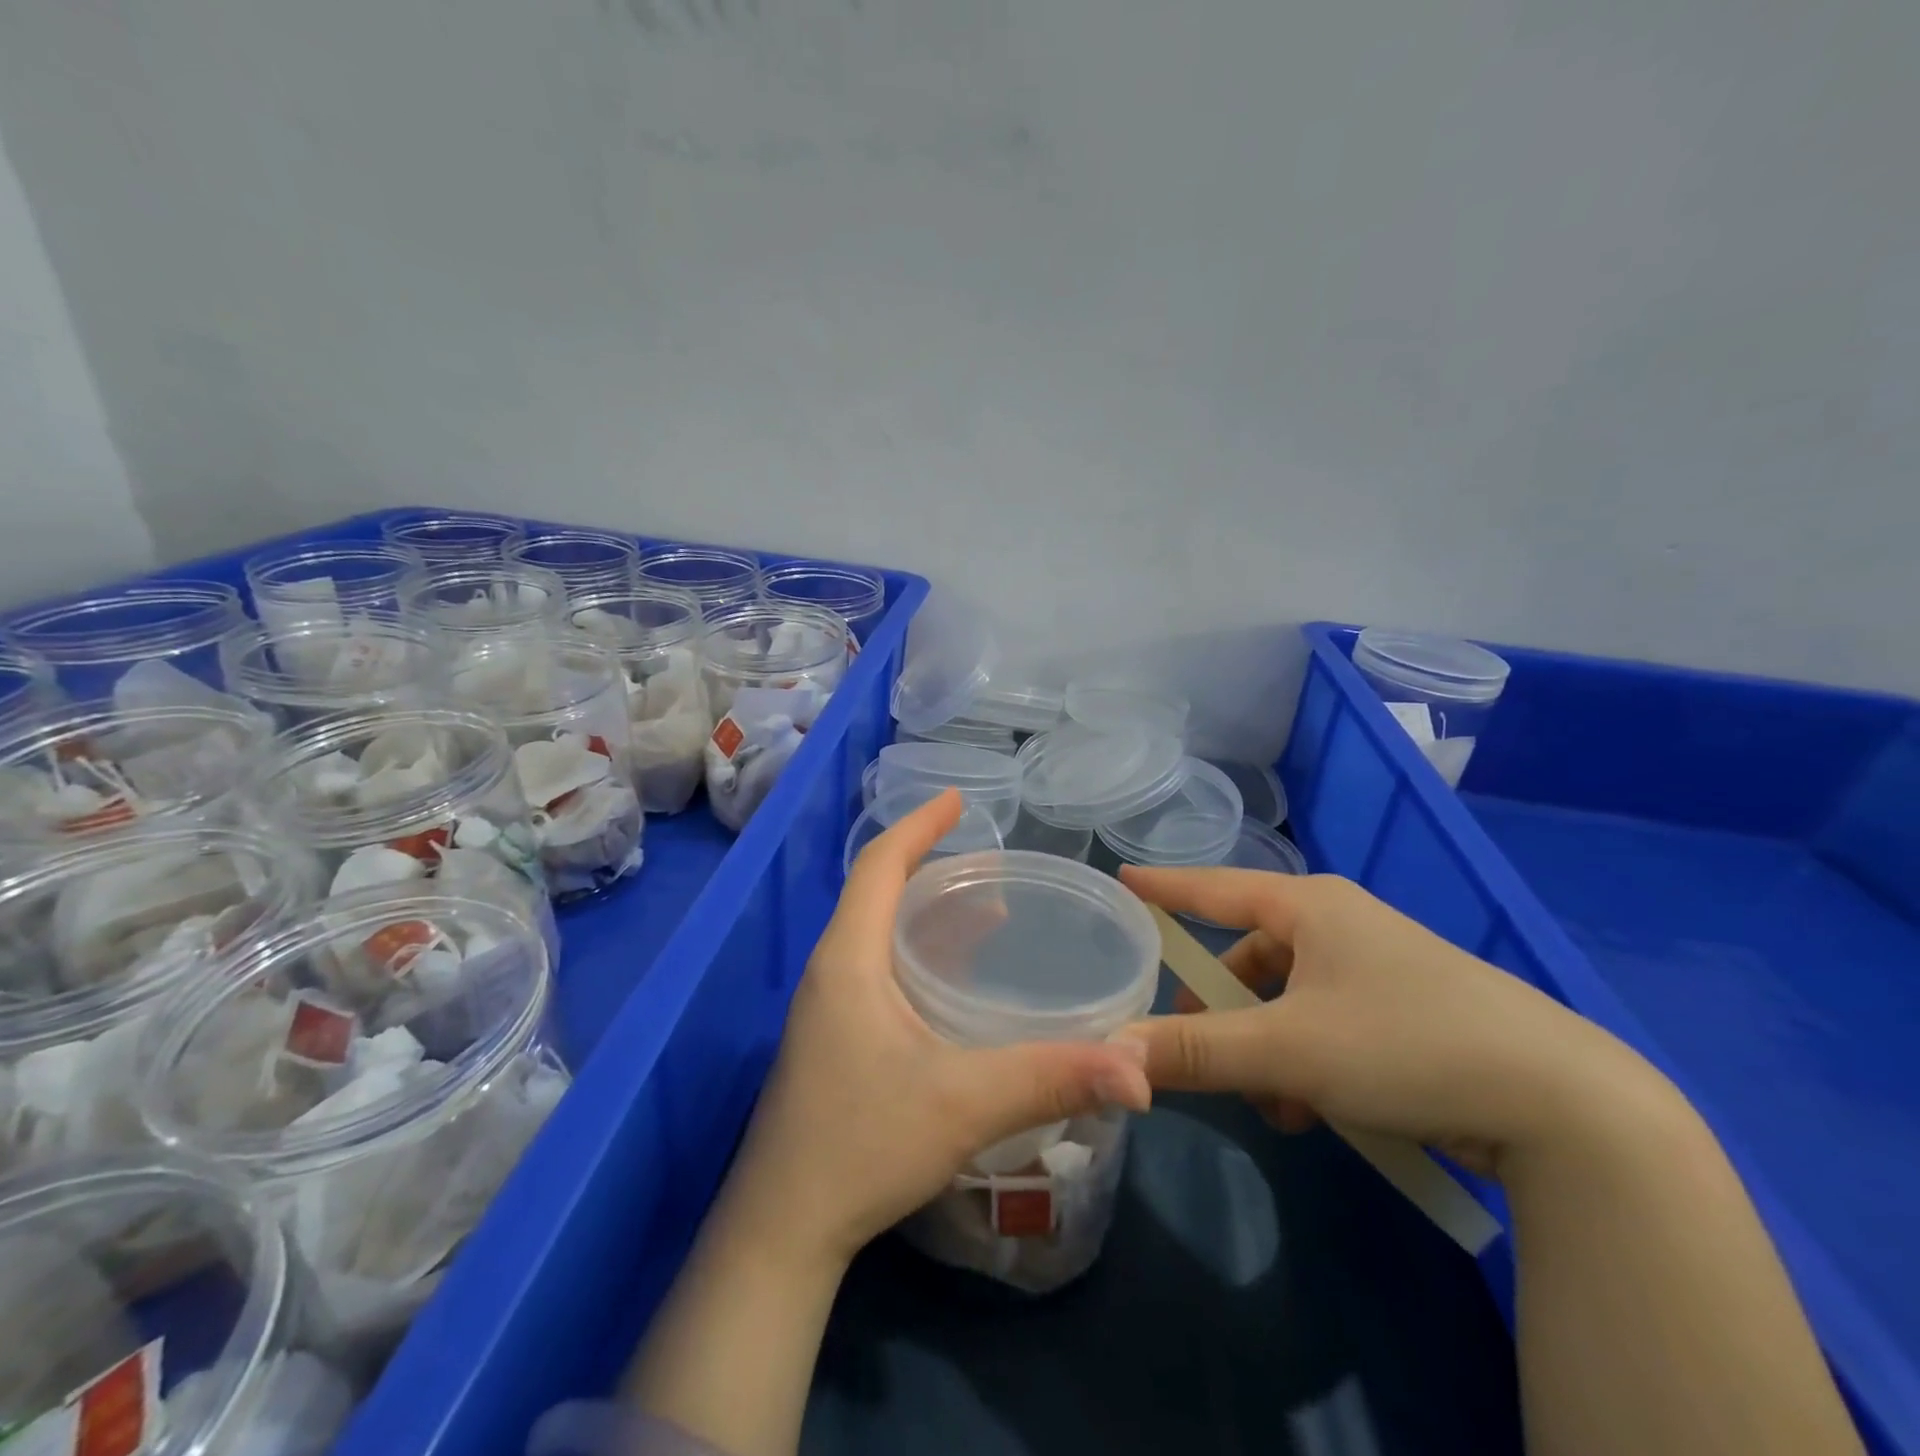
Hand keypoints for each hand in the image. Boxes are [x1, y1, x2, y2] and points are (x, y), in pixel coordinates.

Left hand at [721, 790, 1151, 1269]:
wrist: (783, 1231)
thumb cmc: (862, 1146)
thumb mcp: (964, 1104)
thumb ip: (1052, 1078)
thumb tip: (1140, 1069)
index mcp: (849, 959)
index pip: (879, 865)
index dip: (918, 826)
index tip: (959, 801)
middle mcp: (833, 972)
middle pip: (880, 894)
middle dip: (934, 868)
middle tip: (993, 863)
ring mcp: (829, 1009)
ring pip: (881, 936)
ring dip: (931, 917)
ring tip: (992, 915)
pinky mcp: (834, 1042)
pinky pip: (881, 972)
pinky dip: (922, 957)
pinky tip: (958, 987)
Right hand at [1117, 866, 1654, 1173]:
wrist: (1567, 1105)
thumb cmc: (1407, 1044)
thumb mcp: (1289, 1051)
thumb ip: (1195, 1051)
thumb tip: (1112, 1053)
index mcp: (1310, 906)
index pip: (1213, 886)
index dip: (1165, 887)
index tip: (1123, 879)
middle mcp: (1340, 923)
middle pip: (1249, 956)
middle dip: (1221, 1008)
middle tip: (1193, 1048)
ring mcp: (1378, 967)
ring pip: (1288, 999)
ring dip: (1266, 1048)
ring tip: (1270, 1103)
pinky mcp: (1408, 1010)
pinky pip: (1327, 1023)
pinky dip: (1307, 1061)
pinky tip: (1316, 1112)